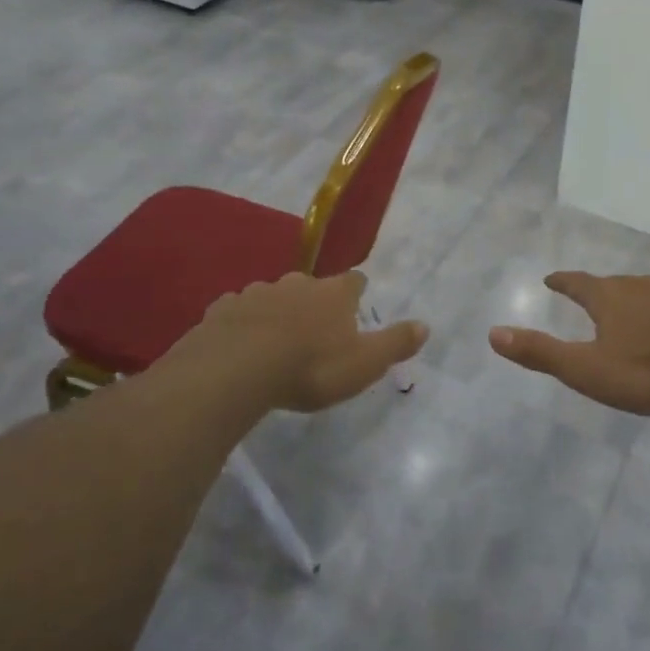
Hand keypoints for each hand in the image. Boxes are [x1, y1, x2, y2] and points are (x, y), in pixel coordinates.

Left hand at [174, 270, 427, 413]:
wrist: (237, 369)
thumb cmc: (310, 367)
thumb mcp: (364, 363)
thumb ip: (395, 343)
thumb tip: (425, 325)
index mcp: (334, 294)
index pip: (353, 281)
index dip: (356, 290)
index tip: (357, 298)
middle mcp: (297, 283)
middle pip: (311, 286)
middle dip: (314, 302)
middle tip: (315, 327)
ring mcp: (257, 292)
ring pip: (273, 296)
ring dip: (278, 312)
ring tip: (276, 338)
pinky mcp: (224, 309)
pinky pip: (238, 311)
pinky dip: (243, 322)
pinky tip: (240, 342)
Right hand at [489, 271, 649, 414]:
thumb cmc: (646, 371)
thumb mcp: (586, 369)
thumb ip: (541, 353)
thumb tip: (494, 333)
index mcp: (609, 298)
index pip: (577, 283)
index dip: (562, 282)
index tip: (551, 279)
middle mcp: (640, 288)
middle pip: (612, 284)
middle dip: (597, 290)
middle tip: (587, 296)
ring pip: (645, 293)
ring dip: (631, 300)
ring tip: (626, 311)